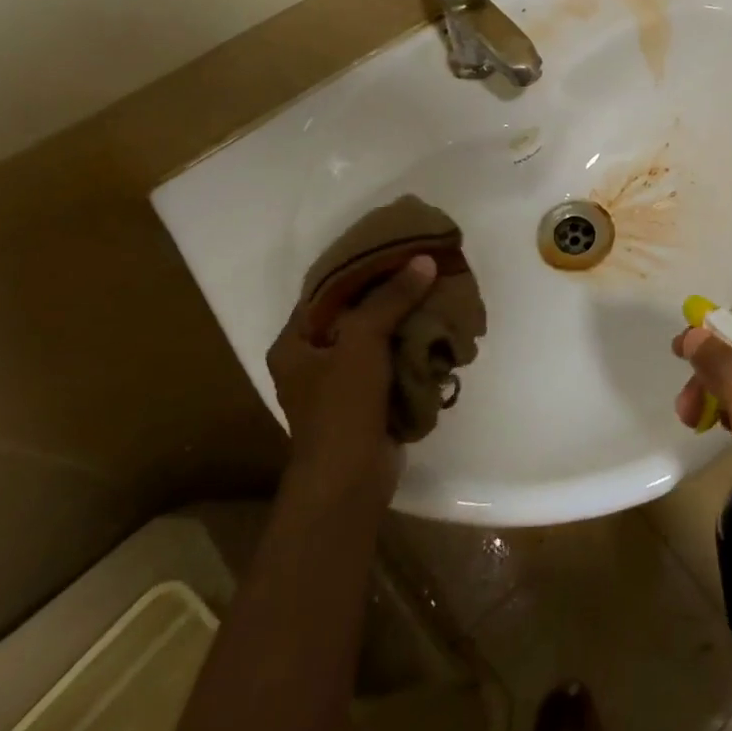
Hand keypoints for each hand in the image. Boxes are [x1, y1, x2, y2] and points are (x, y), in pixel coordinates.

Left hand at [268, 254, 434, 495]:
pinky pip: (391, 364)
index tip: (391, 249)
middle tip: (421, 271)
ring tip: (436, 296)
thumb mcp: (362, 341)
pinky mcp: (367, 402)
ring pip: (376, 339)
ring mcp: (341, 384)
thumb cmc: (341, 406)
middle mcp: (313, 360)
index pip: (325, 291)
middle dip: (389, 295)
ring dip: (404, 322)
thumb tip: (423, 260)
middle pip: (354, 314)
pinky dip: (411, 350)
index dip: (357, 268)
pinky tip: (437, 333)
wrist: (350, 481)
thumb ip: (391, 298)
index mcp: (294, 343)